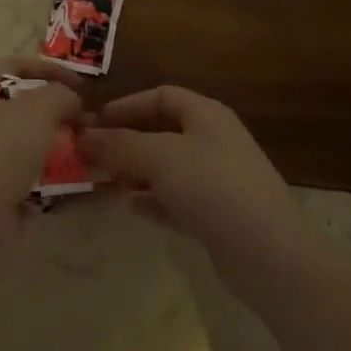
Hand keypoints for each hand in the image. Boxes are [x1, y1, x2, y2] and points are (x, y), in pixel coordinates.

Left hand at [0, 59, 82, 240]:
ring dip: (58, 144)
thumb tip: (73, 102)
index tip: (83, 84)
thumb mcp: (40, 107)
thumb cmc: (1, 148)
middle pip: (22, 105)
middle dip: (58, 110)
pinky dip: (53, 176)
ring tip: (89, 148)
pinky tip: (79, 179)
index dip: (50, 69)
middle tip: (89, 119)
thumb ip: (62, 94)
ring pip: (28, 142)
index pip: (15, 65)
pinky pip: (30, 175)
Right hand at [80, 87, 319, 304]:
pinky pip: (178, 199)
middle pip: (163, 132)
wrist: (269, 253)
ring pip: (169, 168)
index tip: (95, 122)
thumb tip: (81, 136)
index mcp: (206, 115)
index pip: (162, 96)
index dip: (127, 105)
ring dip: (137, 172)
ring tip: (106, 182)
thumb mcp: (159, 158)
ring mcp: (220, 180)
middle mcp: (214, 141)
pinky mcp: (220, 215)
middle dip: (127, 141)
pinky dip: (154, 200)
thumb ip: (118, 144)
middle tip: (93, 156)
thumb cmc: (213, 188)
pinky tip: (132, 208)